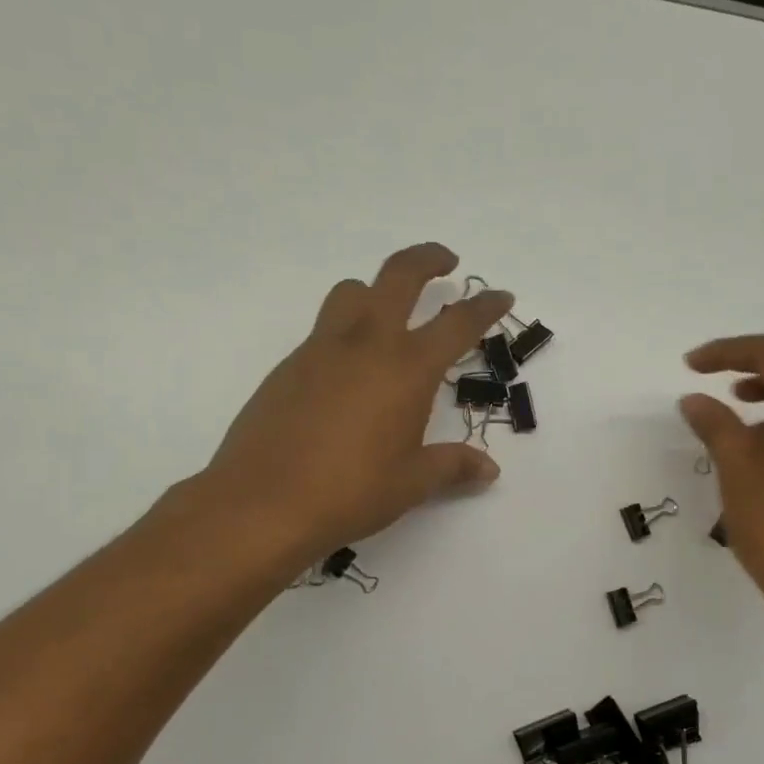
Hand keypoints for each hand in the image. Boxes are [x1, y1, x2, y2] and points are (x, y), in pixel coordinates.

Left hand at [178, 244, 513, 574]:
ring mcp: (321, 350)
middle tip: (446, 261)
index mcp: (407, 369)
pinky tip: (348, 375)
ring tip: (389, 314)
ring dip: (376, 290)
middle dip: (427, 260)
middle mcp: (366, 344)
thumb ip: (453, 466)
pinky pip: (323, 330)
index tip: (500, 294)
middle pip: (399, 275)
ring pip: (351, 293)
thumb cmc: (351, 492)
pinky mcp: (288, 366)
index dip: (484, 306)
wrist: (262, 503)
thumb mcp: (412, 483)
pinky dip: (345, 332)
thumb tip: (489, 469)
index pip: (457, 324)